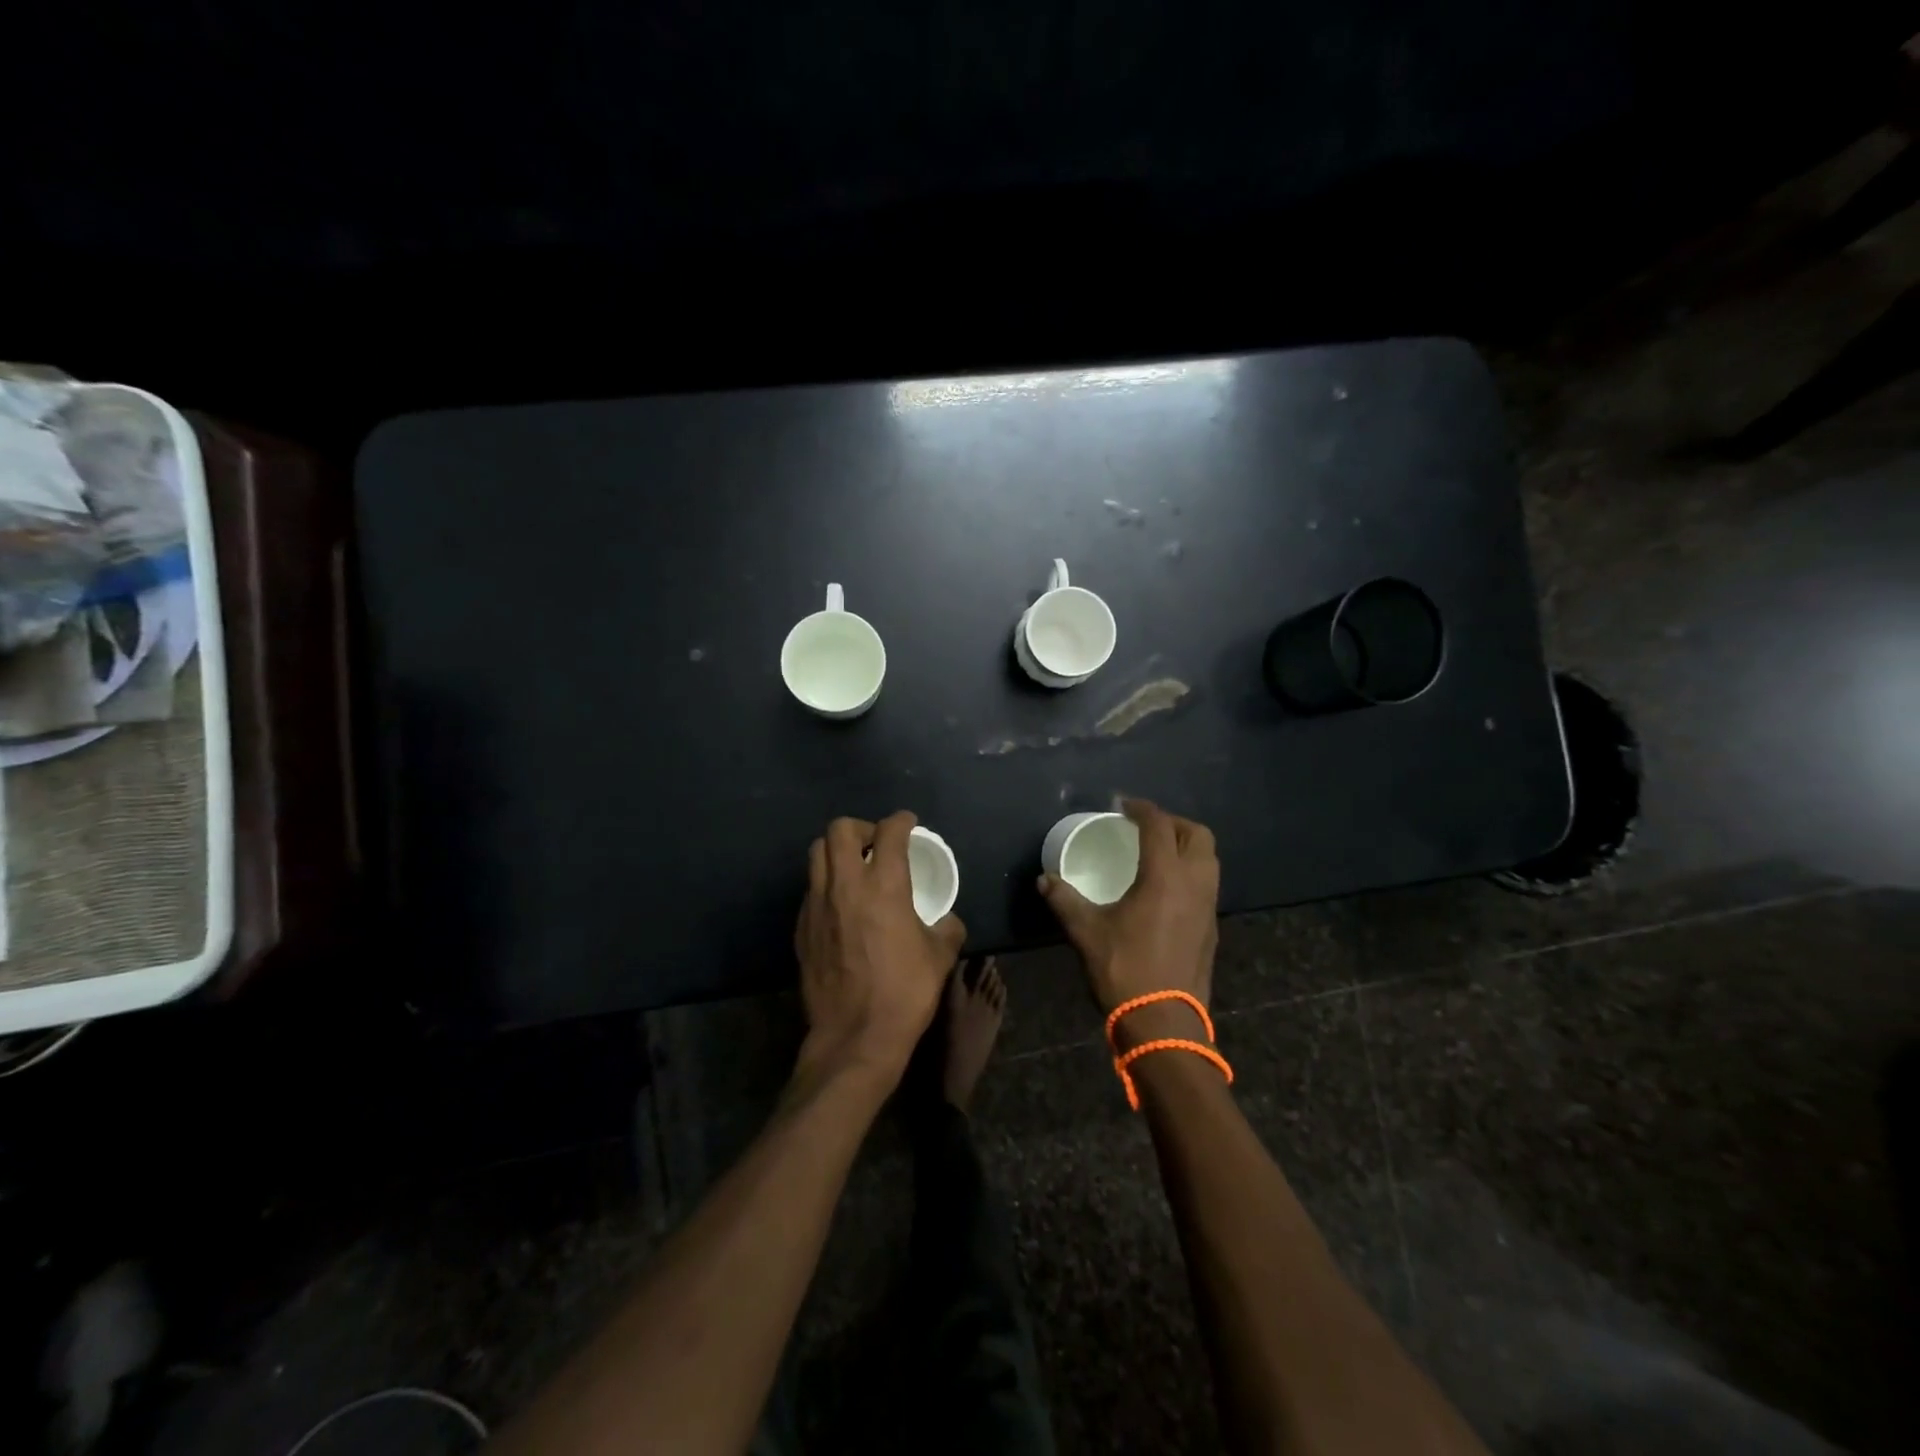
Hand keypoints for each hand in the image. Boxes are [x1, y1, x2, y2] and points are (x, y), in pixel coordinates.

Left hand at [794, 812, 965, 1086]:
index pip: (889, 832)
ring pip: (817, 854)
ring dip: (837, 852)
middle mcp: (846, 885)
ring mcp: (817, 905)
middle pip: (840, 830)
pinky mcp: (801, 927)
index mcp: (884, 886)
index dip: (901, 821)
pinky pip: (811, 888)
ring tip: (855, 870)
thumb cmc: (904, 993)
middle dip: (861, 828)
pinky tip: (841, 906)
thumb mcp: (940, 957)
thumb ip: (947, 928)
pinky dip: (826, 884)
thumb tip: (946, 920)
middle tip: (877, 845)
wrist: (855, 1038)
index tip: (908, 824)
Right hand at [1038, 799, 1218, 1045]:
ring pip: (1209, 859)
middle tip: (1145, 826)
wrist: (1164, 1022)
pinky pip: (1208, 883)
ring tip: (1158, 852)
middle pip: (1197, 835)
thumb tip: (1044, 880)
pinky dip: (1191, 871)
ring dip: (1186, 845)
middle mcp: (1194, 883)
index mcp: (1165, 876)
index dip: (1141, 808)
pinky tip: (1166, 888)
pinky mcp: (1212, 927)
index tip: (1122, 805)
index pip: (1158, 825)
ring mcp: (1208, 906)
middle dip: (1172, 822)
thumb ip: (1064, 900)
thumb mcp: (1086, 932)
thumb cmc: (1125, 969)